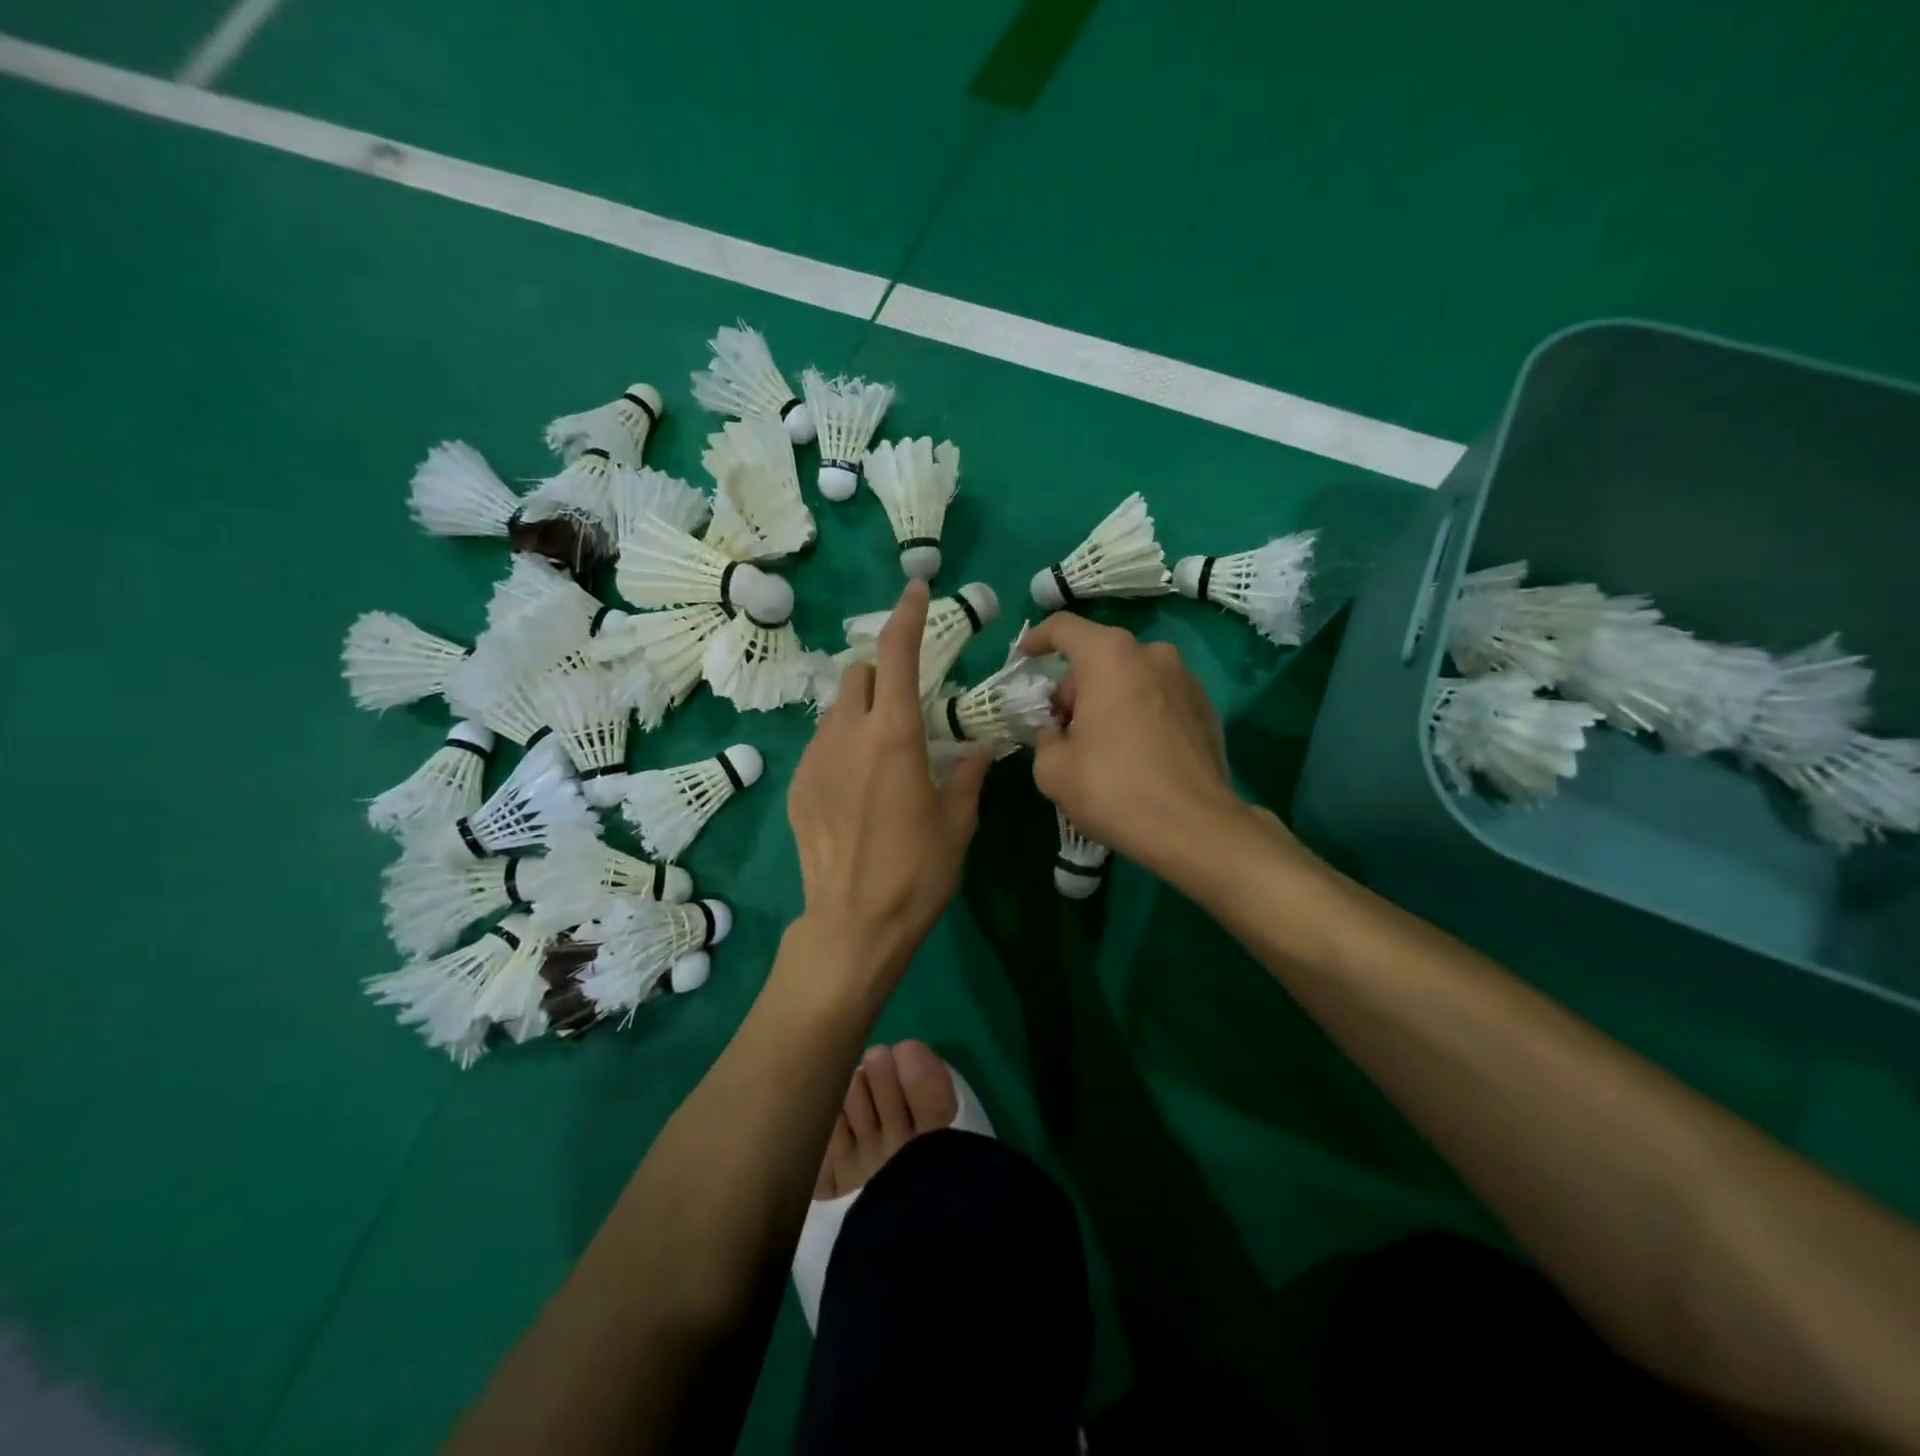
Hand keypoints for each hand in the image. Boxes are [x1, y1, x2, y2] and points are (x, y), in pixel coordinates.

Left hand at [788, 581, 991, 988]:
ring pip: (836, 709)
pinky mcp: (797, 786)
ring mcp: (815, 759)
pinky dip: (842, 746)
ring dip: (862, 711)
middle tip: (907, 702)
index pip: (898, 654)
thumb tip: (979, 748)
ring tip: (883, 751)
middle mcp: (848, 734)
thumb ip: (968, 774)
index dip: (907, 615)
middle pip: (858, 674)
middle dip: (883, 673)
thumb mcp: (958, 822)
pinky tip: (857, 787)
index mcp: (895, 736)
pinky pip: (821, 745)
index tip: (916, 589)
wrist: (852, 924)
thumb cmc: (917, 872)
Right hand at [1021, 614, 1288, 879]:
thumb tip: (1055, 731)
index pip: (1064, 628)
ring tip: (1097, 747)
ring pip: (1129, 678)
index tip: (1023, 660)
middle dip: (1073, 689)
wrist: (1196, 828)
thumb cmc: (1115, 789)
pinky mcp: (1205, 707)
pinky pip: (1157, 698)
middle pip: (1098, 657)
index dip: (1036, 640)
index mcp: (1110, 657)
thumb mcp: (1053, 769)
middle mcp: (1152, 654)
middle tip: (1059, 730)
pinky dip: (1137, 714)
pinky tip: (1132, 756)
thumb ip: (1044, 736)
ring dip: (1107, 701)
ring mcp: (1185, 679)